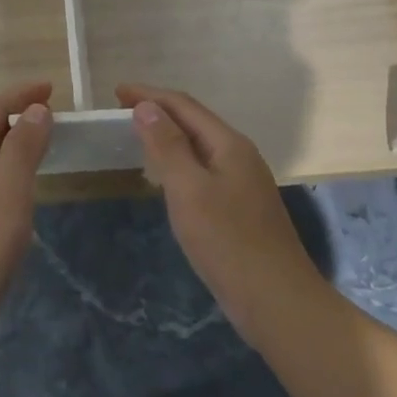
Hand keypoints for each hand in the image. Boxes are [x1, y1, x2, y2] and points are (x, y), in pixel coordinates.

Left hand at [0, 82, 51, 349]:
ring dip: (12, 148)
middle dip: (17, 119)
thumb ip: (24, 145)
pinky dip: (5, 175)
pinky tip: (19, 195)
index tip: (52, 89)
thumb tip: (36, 109)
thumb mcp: (9, 190)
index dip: (22, 95)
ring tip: (41, 150)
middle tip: (52, 120)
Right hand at [116, 84, 326, 349]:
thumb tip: (146, 106)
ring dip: (169, 135)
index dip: (149, 95)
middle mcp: (239, 154)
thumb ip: (167, 146)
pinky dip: (180, 160)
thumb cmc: (229, 243)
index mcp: (228, 144)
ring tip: (139, 136)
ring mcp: (244, 182)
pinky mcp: (242, 207)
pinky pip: (204, 168)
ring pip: (200, 145)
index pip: (183, 105)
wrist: (279, 304)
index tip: (116, 92)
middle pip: (193, 120)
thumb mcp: (189, 190)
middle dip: (158, 111)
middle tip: (122, 111)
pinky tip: (168, 178)